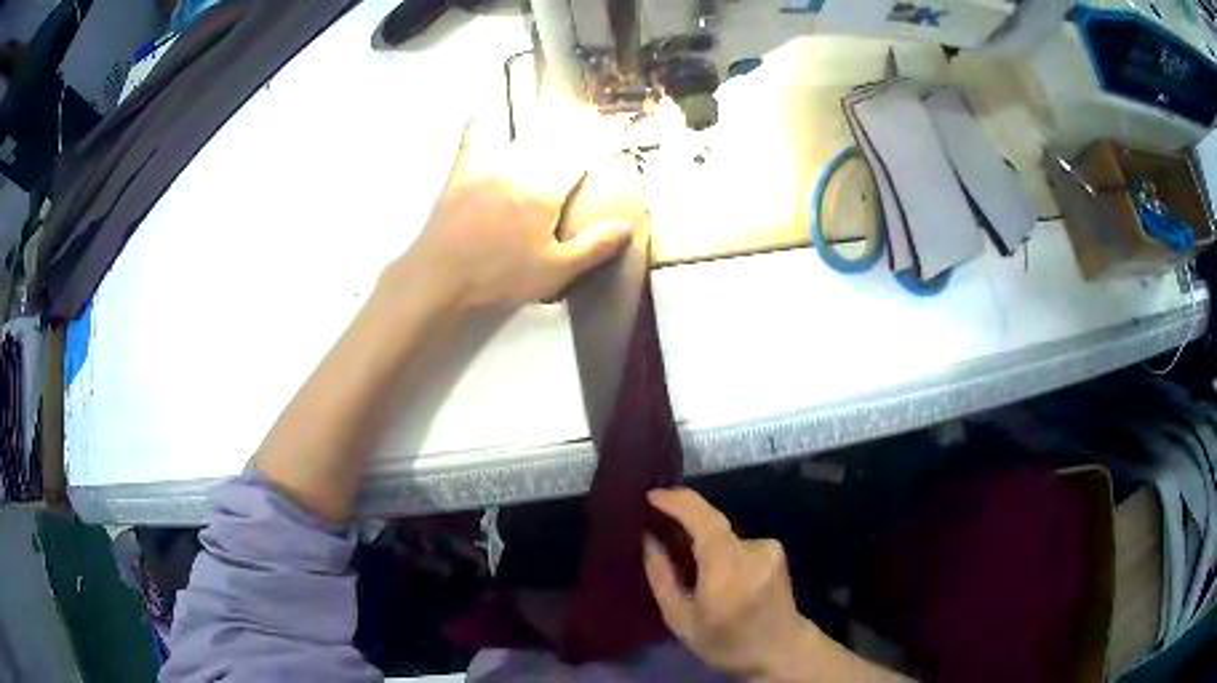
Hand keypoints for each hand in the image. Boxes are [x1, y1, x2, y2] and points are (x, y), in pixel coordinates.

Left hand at [397, 118, 633, 308]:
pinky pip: (473, 137)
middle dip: (574, 131)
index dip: (598, 148)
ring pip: (520, 138)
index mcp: (544, 191)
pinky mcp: (461, 171)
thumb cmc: (499, 278)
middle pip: (552, 143)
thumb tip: (626, 226)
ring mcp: (487, 166)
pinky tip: (485, 111)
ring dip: (541, 130)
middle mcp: (518, 168)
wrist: (439, 278)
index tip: (612, 137)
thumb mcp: (554, 271)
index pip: (578, 160)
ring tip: (556, 118)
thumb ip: (593, 247)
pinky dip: (482, 123)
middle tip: (589, 122)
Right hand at [643, 488, 817, 678]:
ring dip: (703, 543)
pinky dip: (722, 551)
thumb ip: (662, 577)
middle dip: (684, 519)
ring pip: (723, 535)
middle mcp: (752, 552)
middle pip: (712, 522)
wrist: (781, 650)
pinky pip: (737, 542)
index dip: (678, 502)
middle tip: (658, 527)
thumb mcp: (681, 621)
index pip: (704, 521)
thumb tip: (648, 539)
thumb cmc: (726, 643)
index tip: (652, 496)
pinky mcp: (776, 550)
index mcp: (726, 572)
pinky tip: (719, 575)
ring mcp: (768, 548)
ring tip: (689, 565)